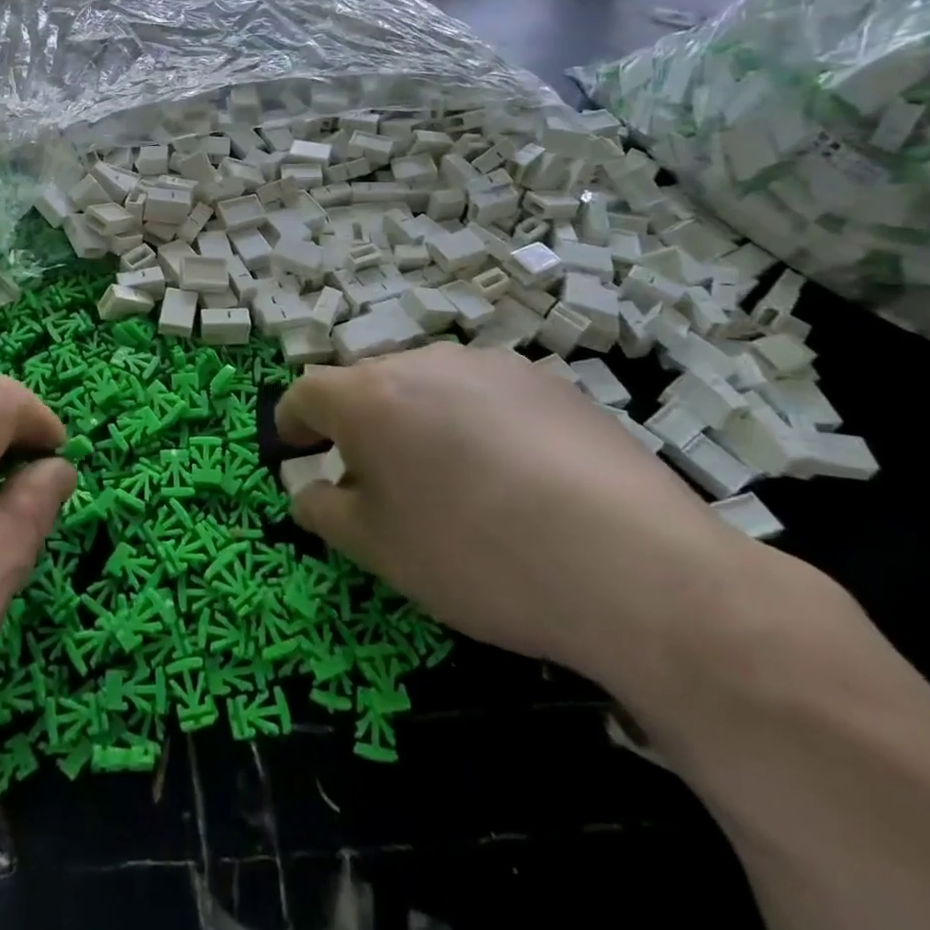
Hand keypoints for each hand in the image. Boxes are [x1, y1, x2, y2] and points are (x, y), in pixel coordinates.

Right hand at [276, 343, 764, 691]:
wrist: (637, 569)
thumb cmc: (479, 558)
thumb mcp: (380, 551)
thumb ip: (325, 511)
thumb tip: (307, 490)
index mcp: (369, 396)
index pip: (306, 393)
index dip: (292, 423)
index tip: (295, 451)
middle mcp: (423, 361)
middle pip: (369, 385)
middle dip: (359, 427)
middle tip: (378, 484)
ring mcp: (490, 365)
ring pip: (428, 386)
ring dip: (418, 422)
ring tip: (453, 484)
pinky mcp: (548, 380)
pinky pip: (484, 395)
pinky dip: (475, 424)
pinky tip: (516, 479)